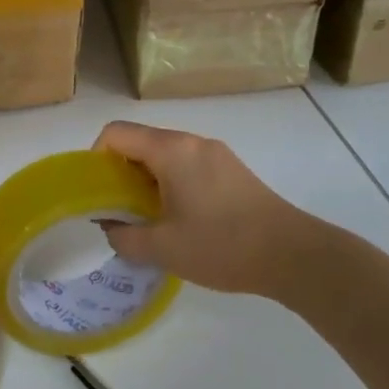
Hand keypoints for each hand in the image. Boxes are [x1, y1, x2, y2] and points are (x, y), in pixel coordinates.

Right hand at [94, 122, 324, 298]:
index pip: (116, 133)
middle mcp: (192, 141)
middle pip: (140, 141)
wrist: (293, 255)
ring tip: (147, 218)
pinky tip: (178, 219)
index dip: (95, 157)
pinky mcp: (232, 170)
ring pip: (164, 155)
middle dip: (120, 172)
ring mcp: (215, 154)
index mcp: (171, 150)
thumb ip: (123, 236)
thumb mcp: (162, 248)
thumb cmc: (222, 246)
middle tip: (117, 210)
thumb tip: (110, 226)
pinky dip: (170, 183)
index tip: (96, 191)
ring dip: (146, 179)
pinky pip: (187, 165)